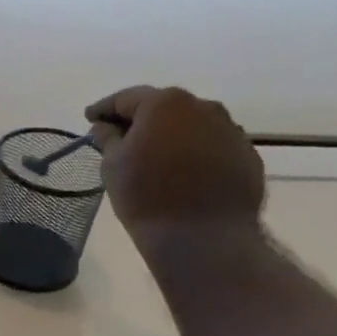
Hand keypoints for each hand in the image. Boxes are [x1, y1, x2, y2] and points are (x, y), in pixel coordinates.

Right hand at [86, 85, 264, 232]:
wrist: (203, 237)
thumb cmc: (146, 196)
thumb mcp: (112, 166)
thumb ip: (108, 138)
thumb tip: (106, 126)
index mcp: (164, 103)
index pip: (126, 98)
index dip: (104, 108)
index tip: (90, 119)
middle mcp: (203, 106)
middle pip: (163, 107)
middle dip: (141, 120)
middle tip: (121, 138)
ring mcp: (230, 129)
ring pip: (191, 125)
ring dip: (171, 135)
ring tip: (155, 157)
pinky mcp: (247, 155)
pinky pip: (212, 146)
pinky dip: (194, 153)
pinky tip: (183, 174)